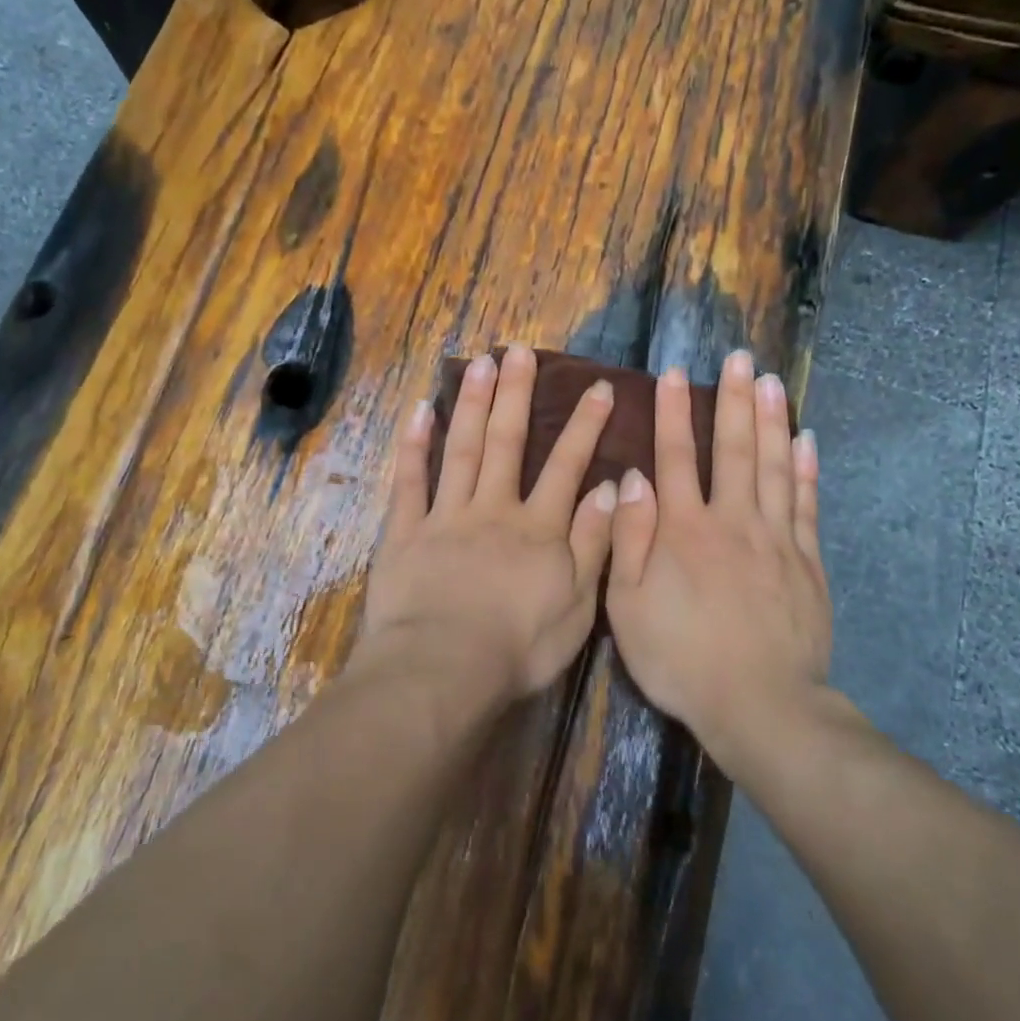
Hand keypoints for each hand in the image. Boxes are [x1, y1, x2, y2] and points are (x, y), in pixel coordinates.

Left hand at [360, 346, 619, 701]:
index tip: (598, 386)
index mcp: (537, 528)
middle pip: (506, 442)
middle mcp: (493, 509)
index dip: (585, 425)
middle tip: (519, 351)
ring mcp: (446, 517)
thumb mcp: (578, 604)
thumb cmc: (519, 646)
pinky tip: (419, 411)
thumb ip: (595, 543)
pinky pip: (409, 482)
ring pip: (461, 449)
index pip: (567, 466)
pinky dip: (414, 446)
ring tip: (478, 362)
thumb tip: (613, 488)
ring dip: (471, 403)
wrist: (444, 669)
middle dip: (516, 394)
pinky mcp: (405, 533)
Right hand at [606, 350, 832, 760]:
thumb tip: (632, 478)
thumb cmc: (680, 657)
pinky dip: (805, 469)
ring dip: (771, 420)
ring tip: (772, 381)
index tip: (675, 374)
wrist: (759, 704)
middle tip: (740, 358)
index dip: (673, 412)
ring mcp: (775, 539)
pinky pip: (806, 504)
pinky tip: (805, 440)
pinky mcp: (807, 562)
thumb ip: (629, 538)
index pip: (675, 456)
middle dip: (734, 400)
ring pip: (773, 466)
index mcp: (683, 530)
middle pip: (733, 449)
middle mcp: (731, 520)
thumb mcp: (628, 606)